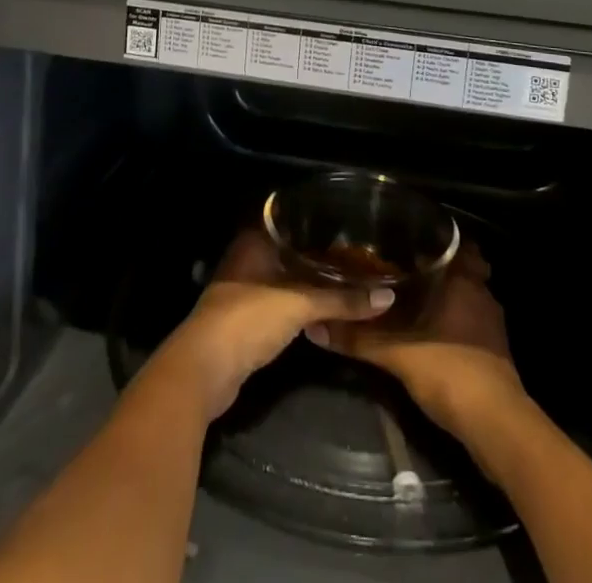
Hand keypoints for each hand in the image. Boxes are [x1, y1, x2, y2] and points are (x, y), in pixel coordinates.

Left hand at [151, 228, 394, 420]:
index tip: (349, 225)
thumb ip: (342, 300)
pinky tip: (323, 312)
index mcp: (255, 241)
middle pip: (290, 252)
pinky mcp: (245, 321)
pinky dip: (300, 308)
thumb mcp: (300, 304)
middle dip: (319, 257)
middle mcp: (248, 258)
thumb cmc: (248, 319)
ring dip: (310, 285)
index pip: (291, 221)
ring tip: (347, 283)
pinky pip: (280, 305)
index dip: (318, 223)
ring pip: (285, 280)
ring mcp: (244, 290)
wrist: (204, 370)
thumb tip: (387, 297)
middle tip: (356, 257)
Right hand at [307, 243, 526, 434]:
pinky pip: (472, 322)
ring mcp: (492, 323)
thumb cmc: (450, 370)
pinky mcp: (496, 351)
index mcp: (463, 280)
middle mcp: (481, 293)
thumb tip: (315, 327)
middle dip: (439, 267)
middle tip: (406, 266)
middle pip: (463, 268)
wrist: (496, 425)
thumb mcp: (396, 354)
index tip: (411, 237)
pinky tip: (433, 333)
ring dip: (448, 296)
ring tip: (415, 298)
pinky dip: (455, 322)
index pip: (456, 243)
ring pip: (468, 296)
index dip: (438, 238)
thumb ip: (358, 339)